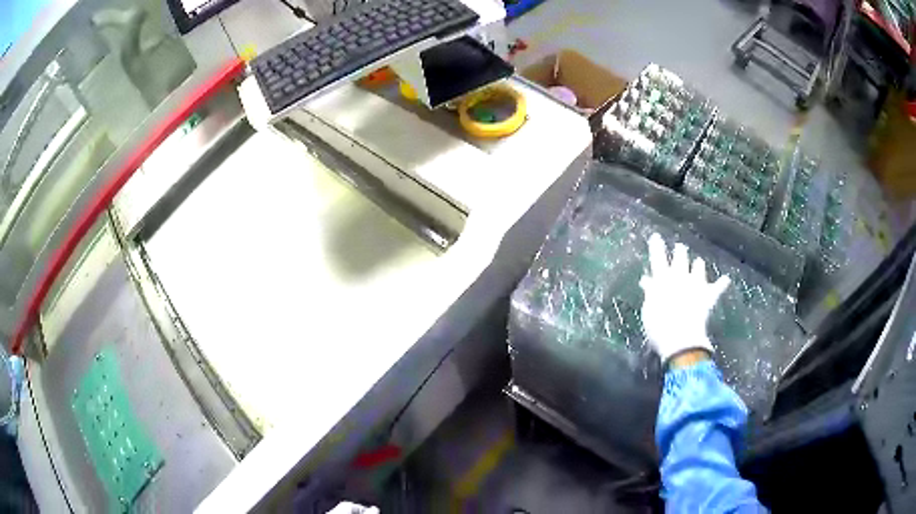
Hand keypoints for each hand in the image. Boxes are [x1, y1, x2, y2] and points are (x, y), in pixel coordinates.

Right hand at [639, 233, 729, 364]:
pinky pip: (717, 287)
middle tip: (680, 247)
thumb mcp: (649, 309)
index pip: (657, 258)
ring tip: (699, 262)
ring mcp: (696, 284)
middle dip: (680, 252)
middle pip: (681, 258)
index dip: (657, 247)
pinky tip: (726, 279)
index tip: (656, 236)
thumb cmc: (658, 326)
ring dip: (698, 265)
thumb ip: (650, 292)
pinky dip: (721, 283)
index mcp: (662, 279)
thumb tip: (647, 280)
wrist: (681, 338)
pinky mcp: (708, 296)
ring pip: (698, 267)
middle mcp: (680, 276)